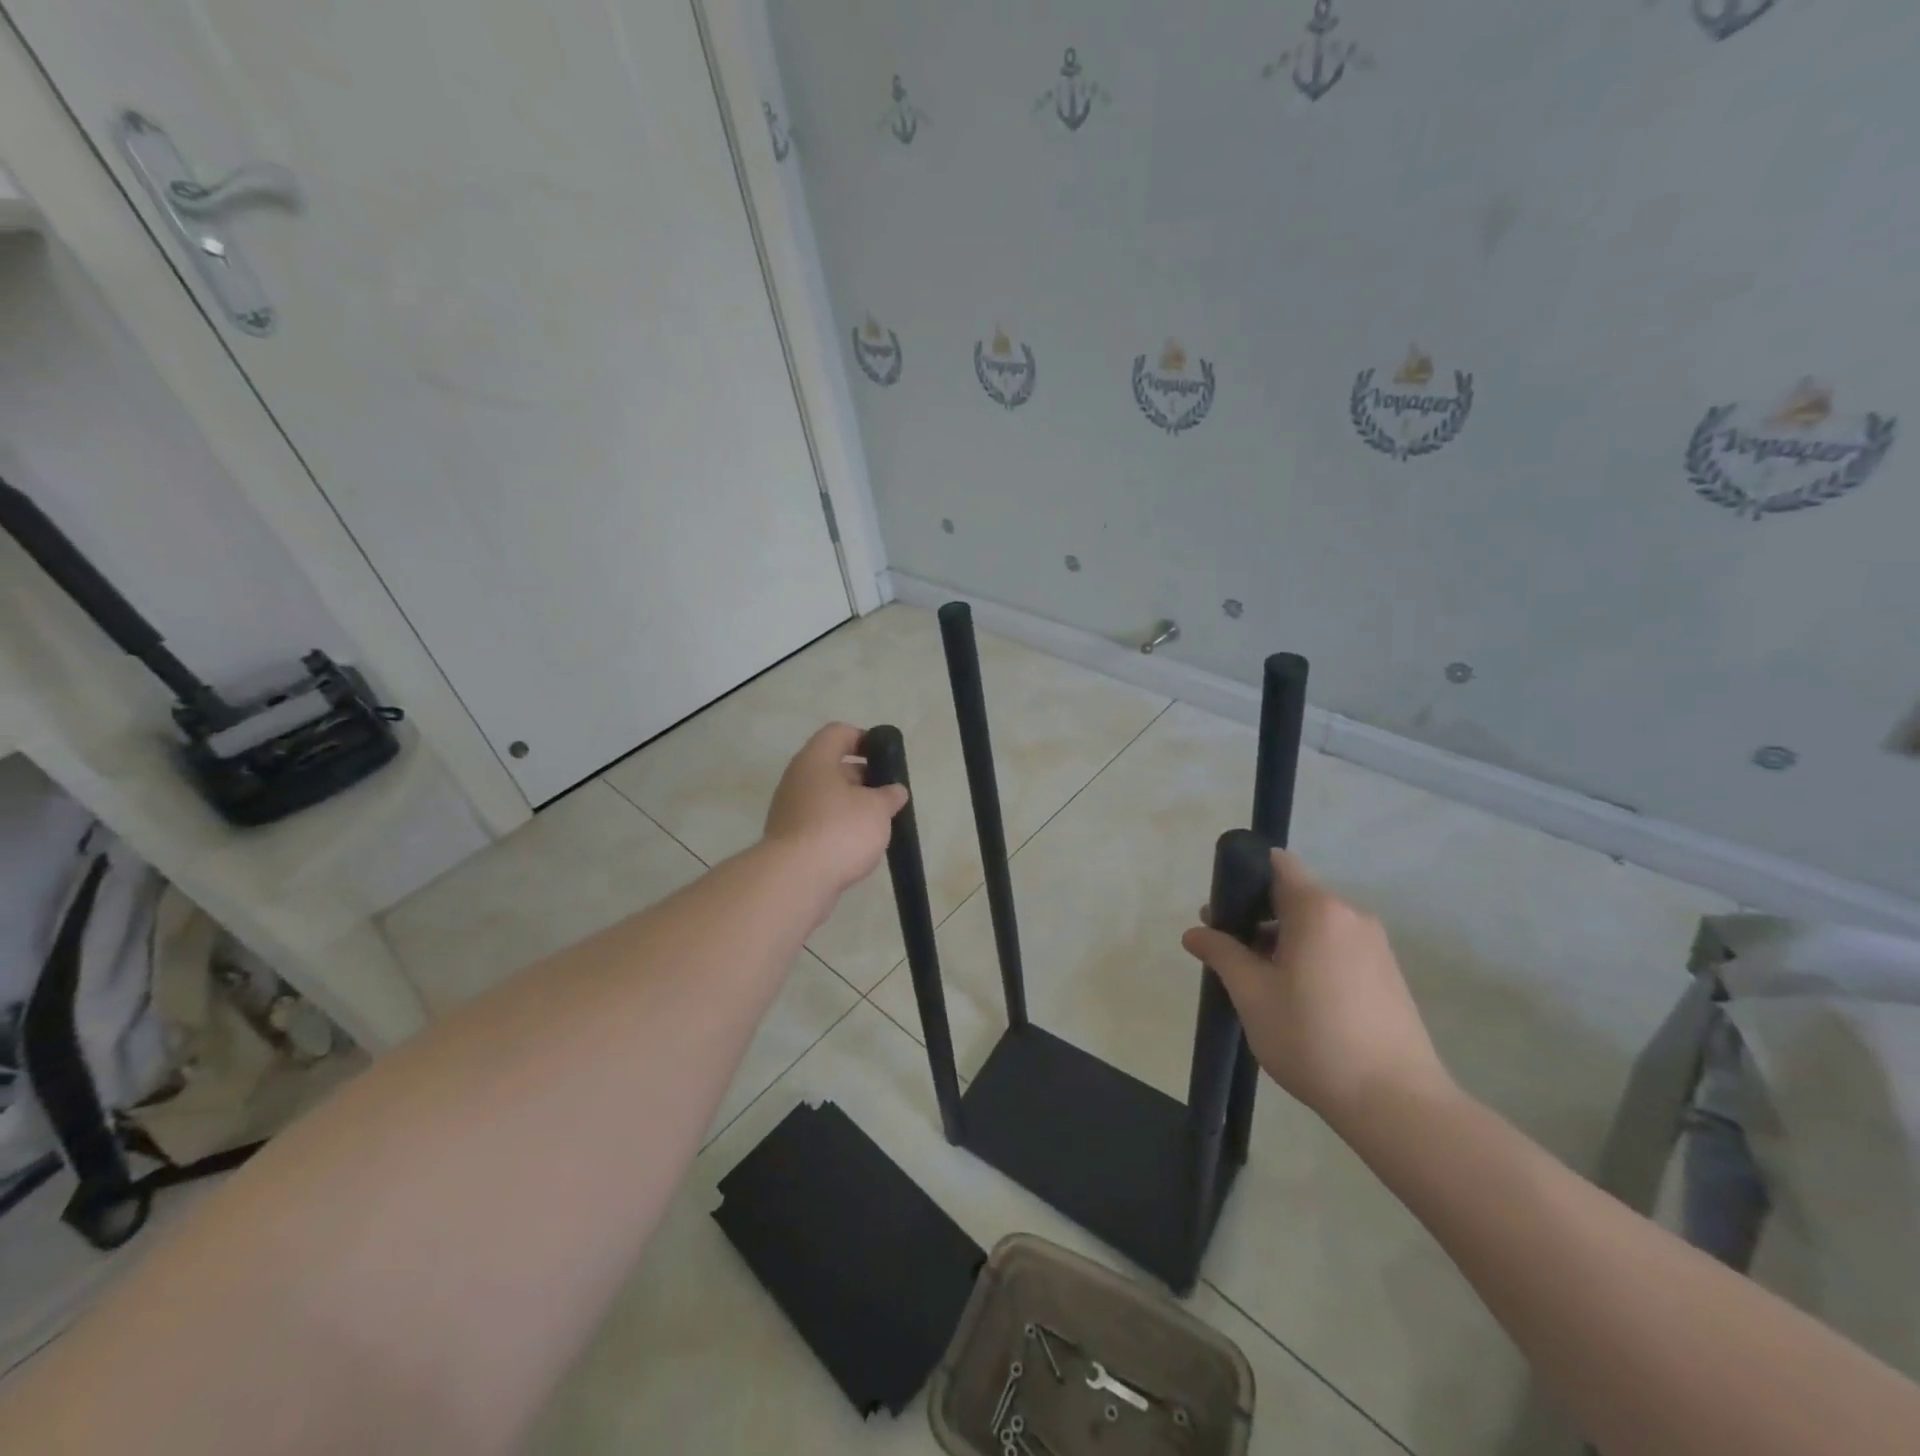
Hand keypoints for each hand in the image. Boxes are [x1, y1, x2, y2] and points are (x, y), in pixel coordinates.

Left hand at [763, 723, 908, 902]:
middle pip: (832, 767)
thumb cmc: (839, 830)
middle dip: (863, 778)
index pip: (839, 733)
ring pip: (826, 797)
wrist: (795, 880)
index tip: (885, 758)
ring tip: (878, 824)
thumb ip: (889, 796)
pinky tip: (857, 847)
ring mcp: (789, 810)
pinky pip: (819, 823)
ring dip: (852, 806)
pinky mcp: (789, 839)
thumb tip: (894, 791)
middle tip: (887, 796)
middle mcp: (797, 780)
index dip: (864, 739)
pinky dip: (838, 829)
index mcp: (815, 761)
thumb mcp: (877, 809)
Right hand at [1181, 849, 1451, 1127]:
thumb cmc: (1312, 1038)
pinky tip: (1295, 998)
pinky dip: (1310, 956)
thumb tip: (1195, 932)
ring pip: (1315, 925)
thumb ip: (1221, 953)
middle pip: (1294, 896)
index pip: (1278, 864)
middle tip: (1227, 951)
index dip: (1244, 875)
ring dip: (1282, 939)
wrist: (1396, 1103)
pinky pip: (1337, 947)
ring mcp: (1375, 946)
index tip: (1222, 908)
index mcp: (1318, 909)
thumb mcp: (1252, 994)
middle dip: (1256, 915)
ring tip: (1258, 981)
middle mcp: (1351, 916)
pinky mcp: (1387, 974)